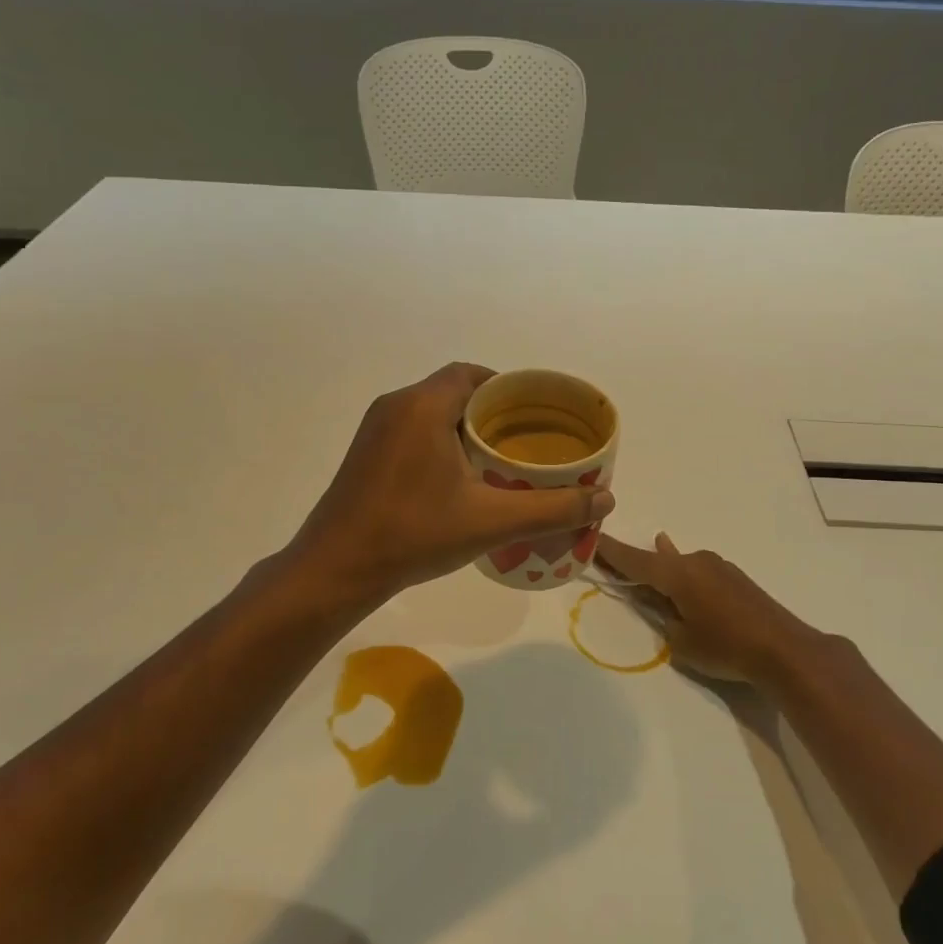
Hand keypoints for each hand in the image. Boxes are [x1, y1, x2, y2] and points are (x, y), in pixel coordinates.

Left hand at [289, 363, 615, 604]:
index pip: (473, 374)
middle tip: (525, 440)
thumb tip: (606, 500)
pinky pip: (412, 430)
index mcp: (424, 405)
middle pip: (454, 391)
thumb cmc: (414, 534)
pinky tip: (459, 478)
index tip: (536, 413)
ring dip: (464, 427)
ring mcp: (374, 430)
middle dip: (492, 411)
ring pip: (431, 412)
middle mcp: (396, 405)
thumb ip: (553, 509)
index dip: (508, 388)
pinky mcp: (365, 454)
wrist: (336, 569)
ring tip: (500, 459)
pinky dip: (440, 441)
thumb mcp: (491, 522)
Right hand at [596, 532, 835, 686]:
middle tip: (612, 560)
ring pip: (679, 564)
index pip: (635, 560)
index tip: (592, 538)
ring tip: (648, 554)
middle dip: (636, 562)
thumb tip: (666, 606)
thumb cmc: (726, 646)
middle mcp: (696, 562)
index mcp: (677, 574)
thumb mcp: (682, 641)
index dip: (611, 552)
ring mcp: (718, 567)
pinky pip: (697, 571)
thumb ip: (665, 619)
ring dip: (663, 567)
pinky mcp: (734, 579)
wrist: (785, 649)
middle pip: (657, 560)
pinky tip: (682, 570)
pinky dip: (684, 574)